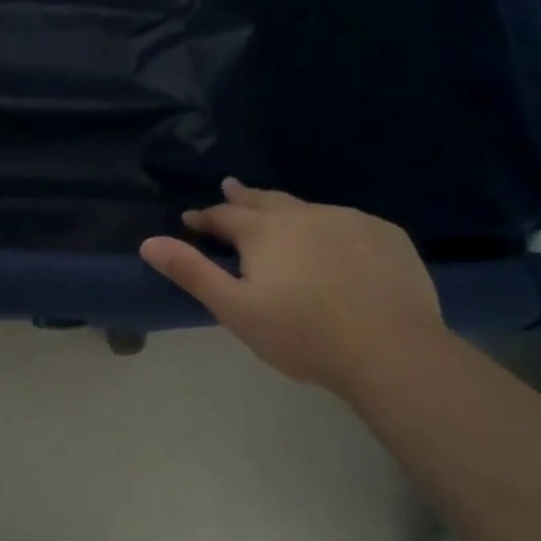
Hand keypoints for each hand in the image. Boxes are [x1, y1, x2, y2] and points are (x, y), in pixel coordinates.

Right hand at [140, 179, 446, 390]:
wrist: (391, 350)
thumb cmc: (302, 335)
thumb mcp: (235, 310)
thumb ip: (192, 272)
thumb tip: (149, 242)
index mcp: (264, 231)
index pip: (224, 215)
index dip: (204, 217)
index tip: (192, 219)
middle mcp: (303, 214)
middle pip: (265, 200)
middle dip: (243, 197)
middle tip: (231, 189)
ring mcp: (348, 220)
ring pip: (308, 208)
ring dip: (287, 210)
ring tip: (281, 215)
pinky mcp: (386, 235)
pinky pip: (349, 221)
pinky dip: (332, 226)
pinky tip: (337, 241)